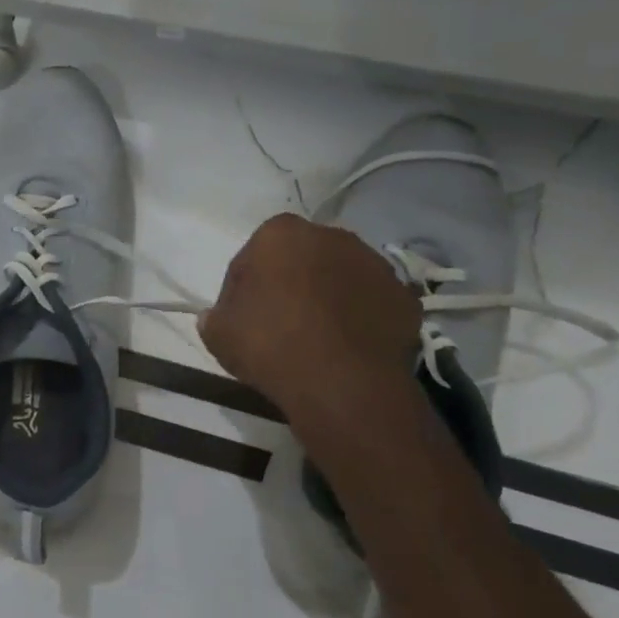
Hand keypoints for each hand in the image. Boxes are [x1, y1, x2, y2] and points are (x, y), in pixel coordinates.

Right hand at [199, 214, 421, 429]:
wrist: (341, 383)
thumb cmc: (269, 345)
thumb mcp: (218, 334)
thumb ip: (214, 317)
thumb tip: (216, 316)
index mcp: (280, 234)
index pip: (252, 257)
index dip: (243, 288)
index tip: (241, 317)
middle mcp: (331, 236)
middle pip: (301, 260)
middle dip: (290, 284)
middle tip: (278, 324)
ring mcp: (374, 264)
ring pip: (340, 278)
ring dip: (328, 298)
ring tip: (316, 338)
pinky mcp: (404, 296)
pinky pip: (371, 303)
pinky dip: (359, 318)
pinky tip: (346, 348)